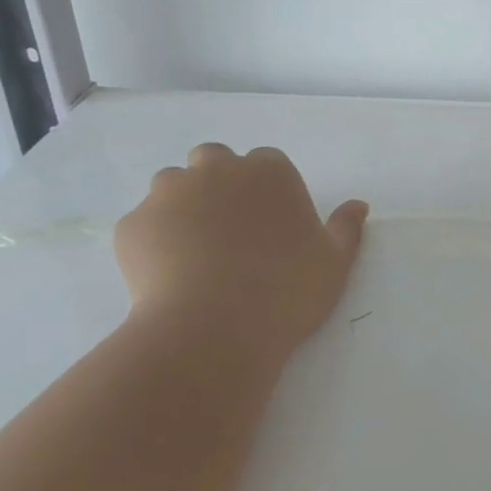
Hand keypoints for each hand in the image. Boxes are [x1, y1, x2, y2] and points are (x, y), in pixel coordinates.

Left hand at [114, 143, 368, 361]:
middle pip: (213, 160)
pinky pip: (142, 223)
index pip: (266, 162)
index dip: (266, 189)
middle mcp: (218, 170)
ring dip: (181, 204)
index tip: (268, 221)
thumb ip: (346, 228)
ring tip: (192, 249)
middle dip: (217, 183)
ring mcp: (169, 194)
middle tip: (228, 228)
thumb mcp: (334, 261)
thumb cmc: (286, 290)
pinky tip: (165, 274)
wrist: (214, 330)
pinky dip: (152, 240)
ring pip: (171, 185)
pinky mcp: (132, 225)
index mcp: (270, 171)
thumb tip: (358, 205)